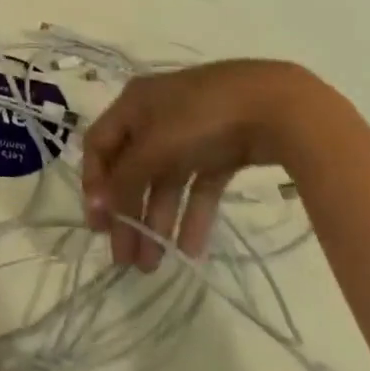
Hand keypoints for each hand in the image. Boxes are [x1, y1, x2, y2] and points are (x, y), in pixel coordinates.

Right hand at [80, 59, 331, 270]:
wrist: (275, 106)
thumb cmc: (200, 118)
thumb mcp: (155, 146)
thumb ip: (124, 178)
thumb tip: (97, 205)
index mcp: (132, 105)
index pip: (99, 145)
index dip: (94, 183)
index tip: (98, 226)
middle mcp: (154, 117)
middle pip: (131, 169)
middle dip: (127, 213)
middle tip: (126, 258)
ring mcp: (189, 134)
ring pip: (164, 182)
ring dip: (156, 221)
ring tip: (154, 265)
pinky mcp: (220, 152)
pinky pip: (197, 187)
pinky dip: (192, 216)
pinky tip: (190, 251)